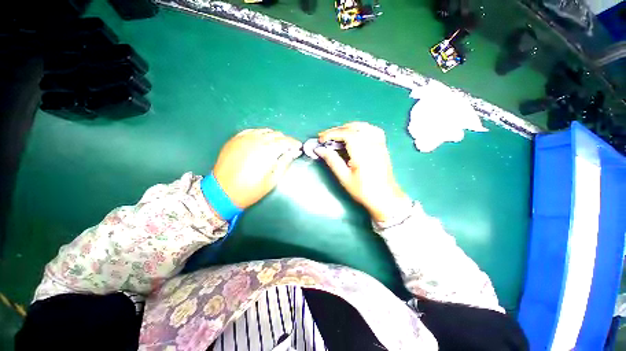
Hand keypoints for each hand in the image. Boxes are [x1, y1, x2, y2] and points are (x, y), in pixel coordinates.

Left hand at [213, 128, 301, 208]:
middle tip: (288, 149)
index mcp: (268, 150)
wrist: (222, 192)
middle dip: (285, 141)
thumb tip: (293, 152)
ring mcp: (244, 138)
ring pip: (265, 131)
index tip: (299, 147)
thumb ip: (284, 163)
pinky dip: (260, 134)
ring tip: (276, 146)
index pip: (286, 141)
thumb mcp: (272, 180)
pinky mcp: (235, 139)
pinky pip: (252, 131)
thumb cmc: (251, 189)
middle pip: (276, 135)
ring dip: (274, 137)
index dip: (294, 143)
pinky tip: (261, 141)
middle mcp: (257, 140)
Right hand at [316, 122, 410, 221]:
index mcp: (362, 152)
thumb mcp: (344, 177)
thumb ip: (332, 161)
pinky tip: (355, 135)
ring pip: (363, 126)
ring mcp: (379, 144)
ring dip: (348, 128)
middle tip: (326, 139)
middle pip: (353, 128)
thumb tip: (320, 150)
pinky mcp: (382, 146)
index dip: (331, 134)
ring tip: (338, 136)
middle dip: (337, 130)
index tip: (321, 140)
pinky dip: (361, 129)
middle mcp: (372, 144)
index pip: (345, 134)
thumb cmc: (363, 190)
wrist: (385, 197)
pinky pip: (372, 130)